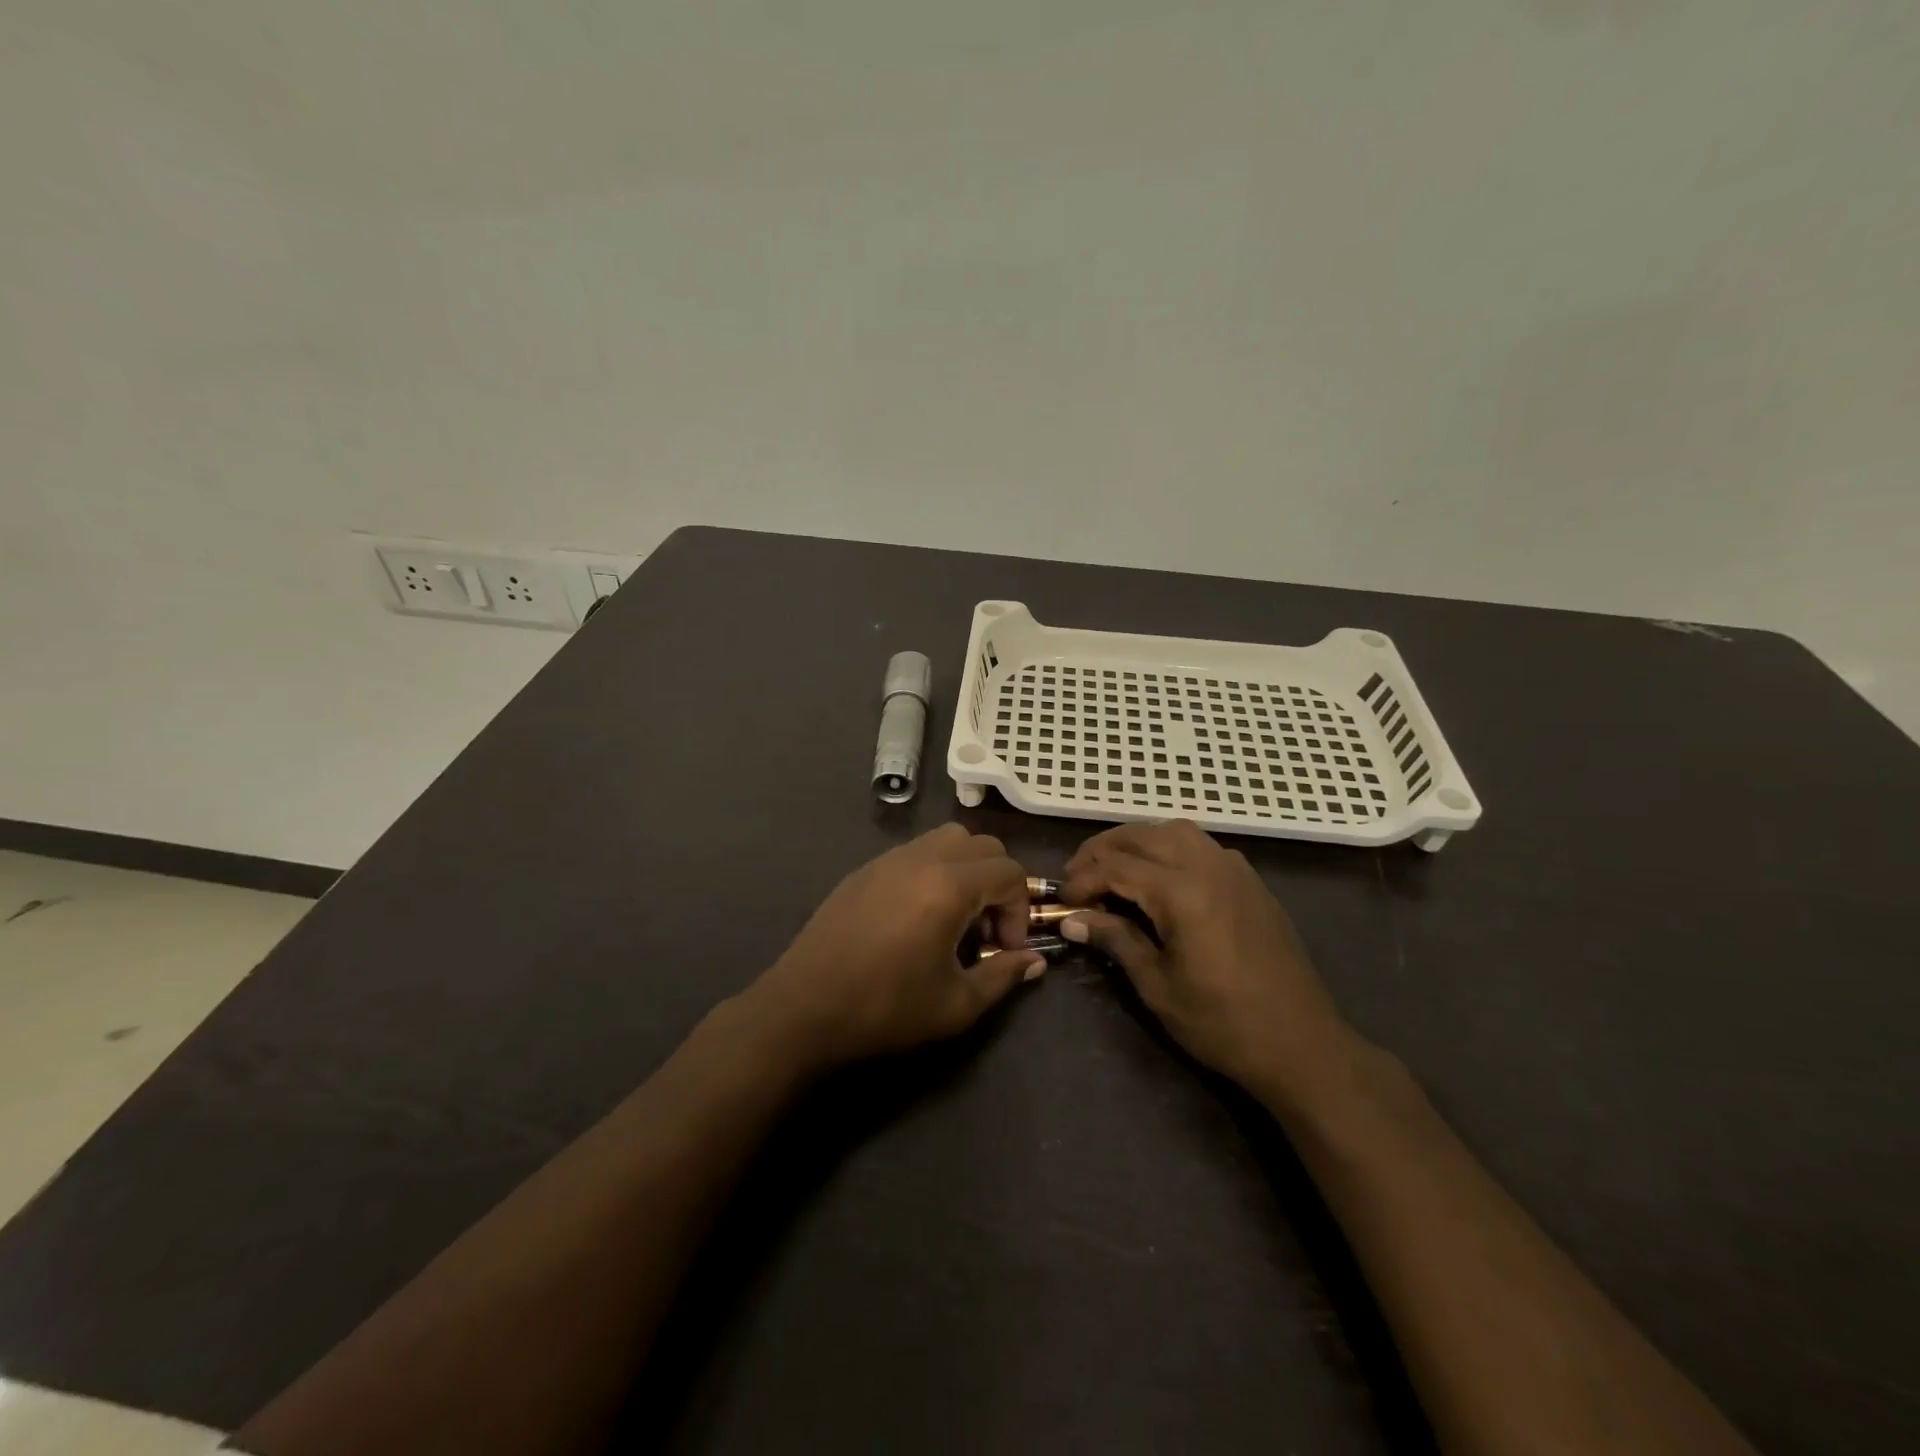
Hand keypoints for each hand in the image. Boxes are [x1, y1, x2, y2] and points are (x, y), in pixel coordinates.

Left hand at [742, 824, 1046, 1069]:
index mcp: (949, 886)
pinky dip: (934, 870)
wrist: (803, 1009)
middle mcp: (922, 859)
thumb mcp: (955, 1005)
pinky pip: (915, 852)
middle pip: (983, 845)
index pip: (1009, 872)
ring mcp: (888, 859)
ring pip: (948, 838)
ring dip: (966, 869)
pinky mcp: (864, 869)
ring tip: (955, 916)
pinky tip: (917, 915)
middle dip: (998, 883)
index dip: (1019, 910)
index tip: (1004, 949)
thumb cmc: (885, 1008)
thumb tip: (1034, 962)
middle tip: (985, 930)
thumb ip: (1002, 976)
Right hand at [1060, 821, 1353, 1097]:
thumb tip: (1072, 919)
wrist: (1302, 1044)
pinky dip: (1171, 848)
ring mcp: (1235, 870)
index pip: (1117, 867)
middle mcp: (1209, 866)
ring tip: (1115, 868)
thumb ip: (1115, 940)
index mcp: (1182, 892)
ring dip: (1138, 841)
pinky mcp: (1251, 882)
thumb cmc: (1222, 1023)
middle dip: (1103, 849)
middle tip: (1078, 875)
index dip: (1082, 879)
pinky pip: (1203, 846)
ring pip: (1175, 831)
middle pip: (1143, 835)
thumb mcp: (1157, 986)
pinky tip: (1162, 879)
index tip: (1062, 900)